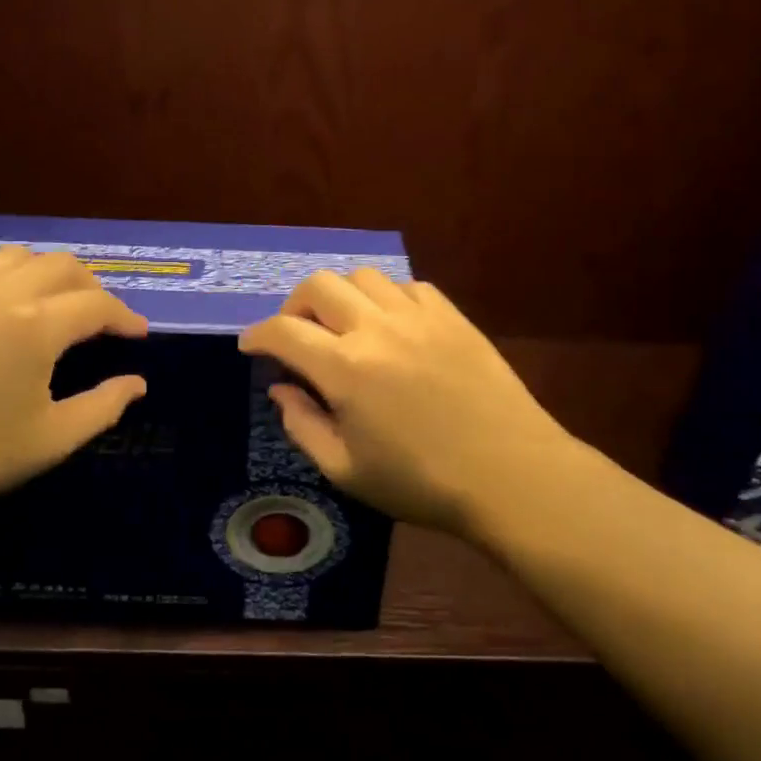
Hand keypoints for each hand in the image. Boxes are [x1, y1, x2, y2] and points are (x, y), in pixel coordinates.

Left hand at [0, 247, 146, 526]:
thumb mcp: (50, 440)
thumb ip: (103, 407)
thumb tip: (137, 384)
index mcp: (34, 325)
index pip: (96, 303)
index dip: (124, 316)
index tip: (138, 333)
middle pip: (60, 265)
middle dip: (91, 286)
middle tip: (101, 317)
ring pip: (14, 257)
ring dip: (45, 274)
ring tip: (52, 304)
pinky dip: (1, 281)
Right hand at [238, 270, 573, 537]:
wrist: (510, 473)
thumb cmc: (422, 483)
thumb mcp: (347, 470)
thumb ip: (303, 425)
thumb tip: (281, 388)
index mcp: (345, 368)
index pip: (284, 332)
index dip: (257, 335)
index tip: (250, 345)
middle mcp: (377, 327)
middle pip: (318, 285)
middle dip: (294, 306)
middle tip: (295, 334)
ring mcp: (419, 316)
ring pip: (364, 277)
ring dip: (341, 296)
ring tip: (344, 327)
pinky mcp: (453, 316)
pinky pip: (408, 286)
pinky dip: (387, 298)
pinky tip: (391, 325)